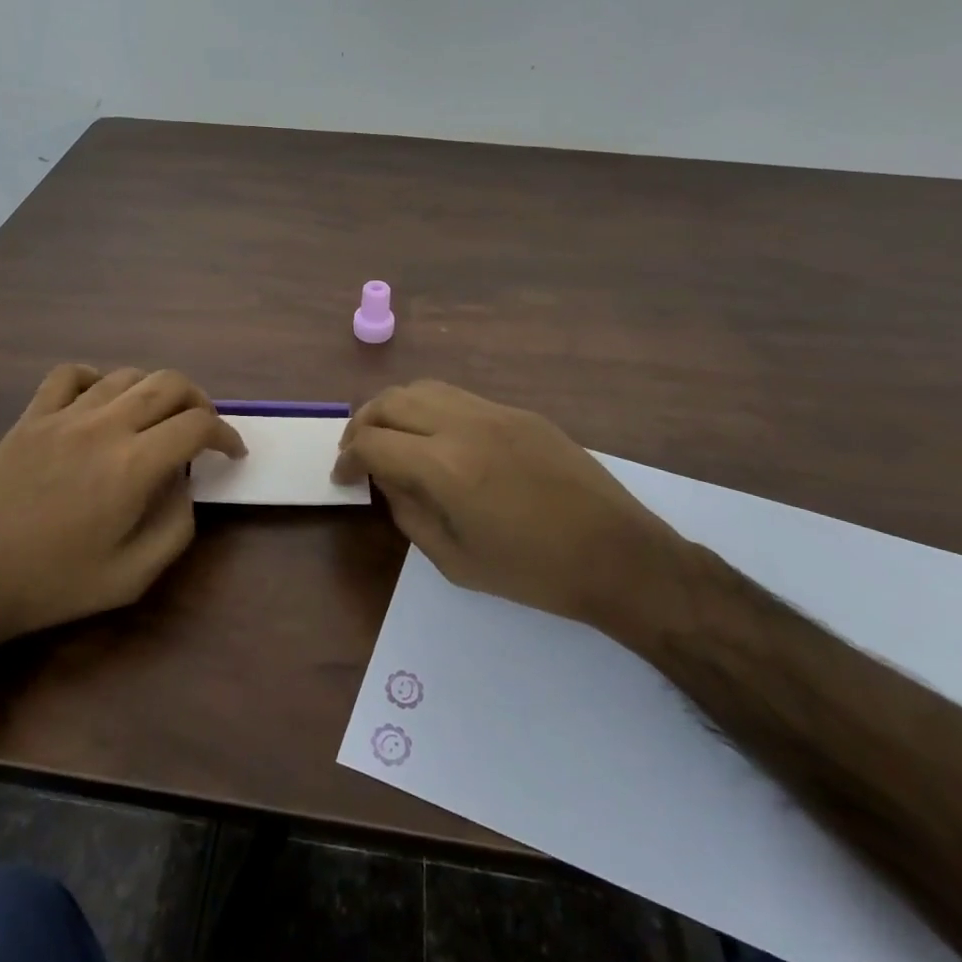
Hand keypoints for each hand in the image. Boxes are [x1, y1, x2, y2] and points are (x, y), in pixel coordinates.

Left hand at [0, 365, 244, 661]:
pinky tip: (100, 402)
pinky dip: (97, 379)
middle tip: (202, 430)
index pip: (197, 426)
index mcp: (133, 466)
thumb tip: (185, 486)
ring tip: (158, 418)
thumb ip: (175, 528)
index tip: (232, 452)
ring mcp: (64, 415)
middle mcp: (104, 426)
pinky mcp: (31, 416)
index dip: (226, 434)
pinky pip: (71, 374)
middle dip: (199, 402)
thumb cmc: (51, 585)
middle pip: (170, 383)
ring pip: (127, 374)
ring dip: (155, 390)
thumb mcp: (131, 578)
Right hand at [333, 380, 693, 651]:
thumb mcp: (455, 560)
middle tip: (357, 454)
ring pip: (423, 388)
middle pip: (390, 401)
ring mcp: (494, 412)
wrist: (618, 555)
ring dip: (394, 409)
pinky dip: (430, 409)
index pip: (372, 443)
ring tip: (392, 439)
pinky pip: (458, 397)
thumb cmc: (534, 572)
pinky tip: (437, 439)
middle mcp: (463, 425)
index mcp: (444, 467)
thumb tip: (388, 480)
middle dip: (362, 425)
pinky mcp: (519, 412)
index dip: (346, 459)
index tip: (342, 478)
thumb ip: (409, 513)